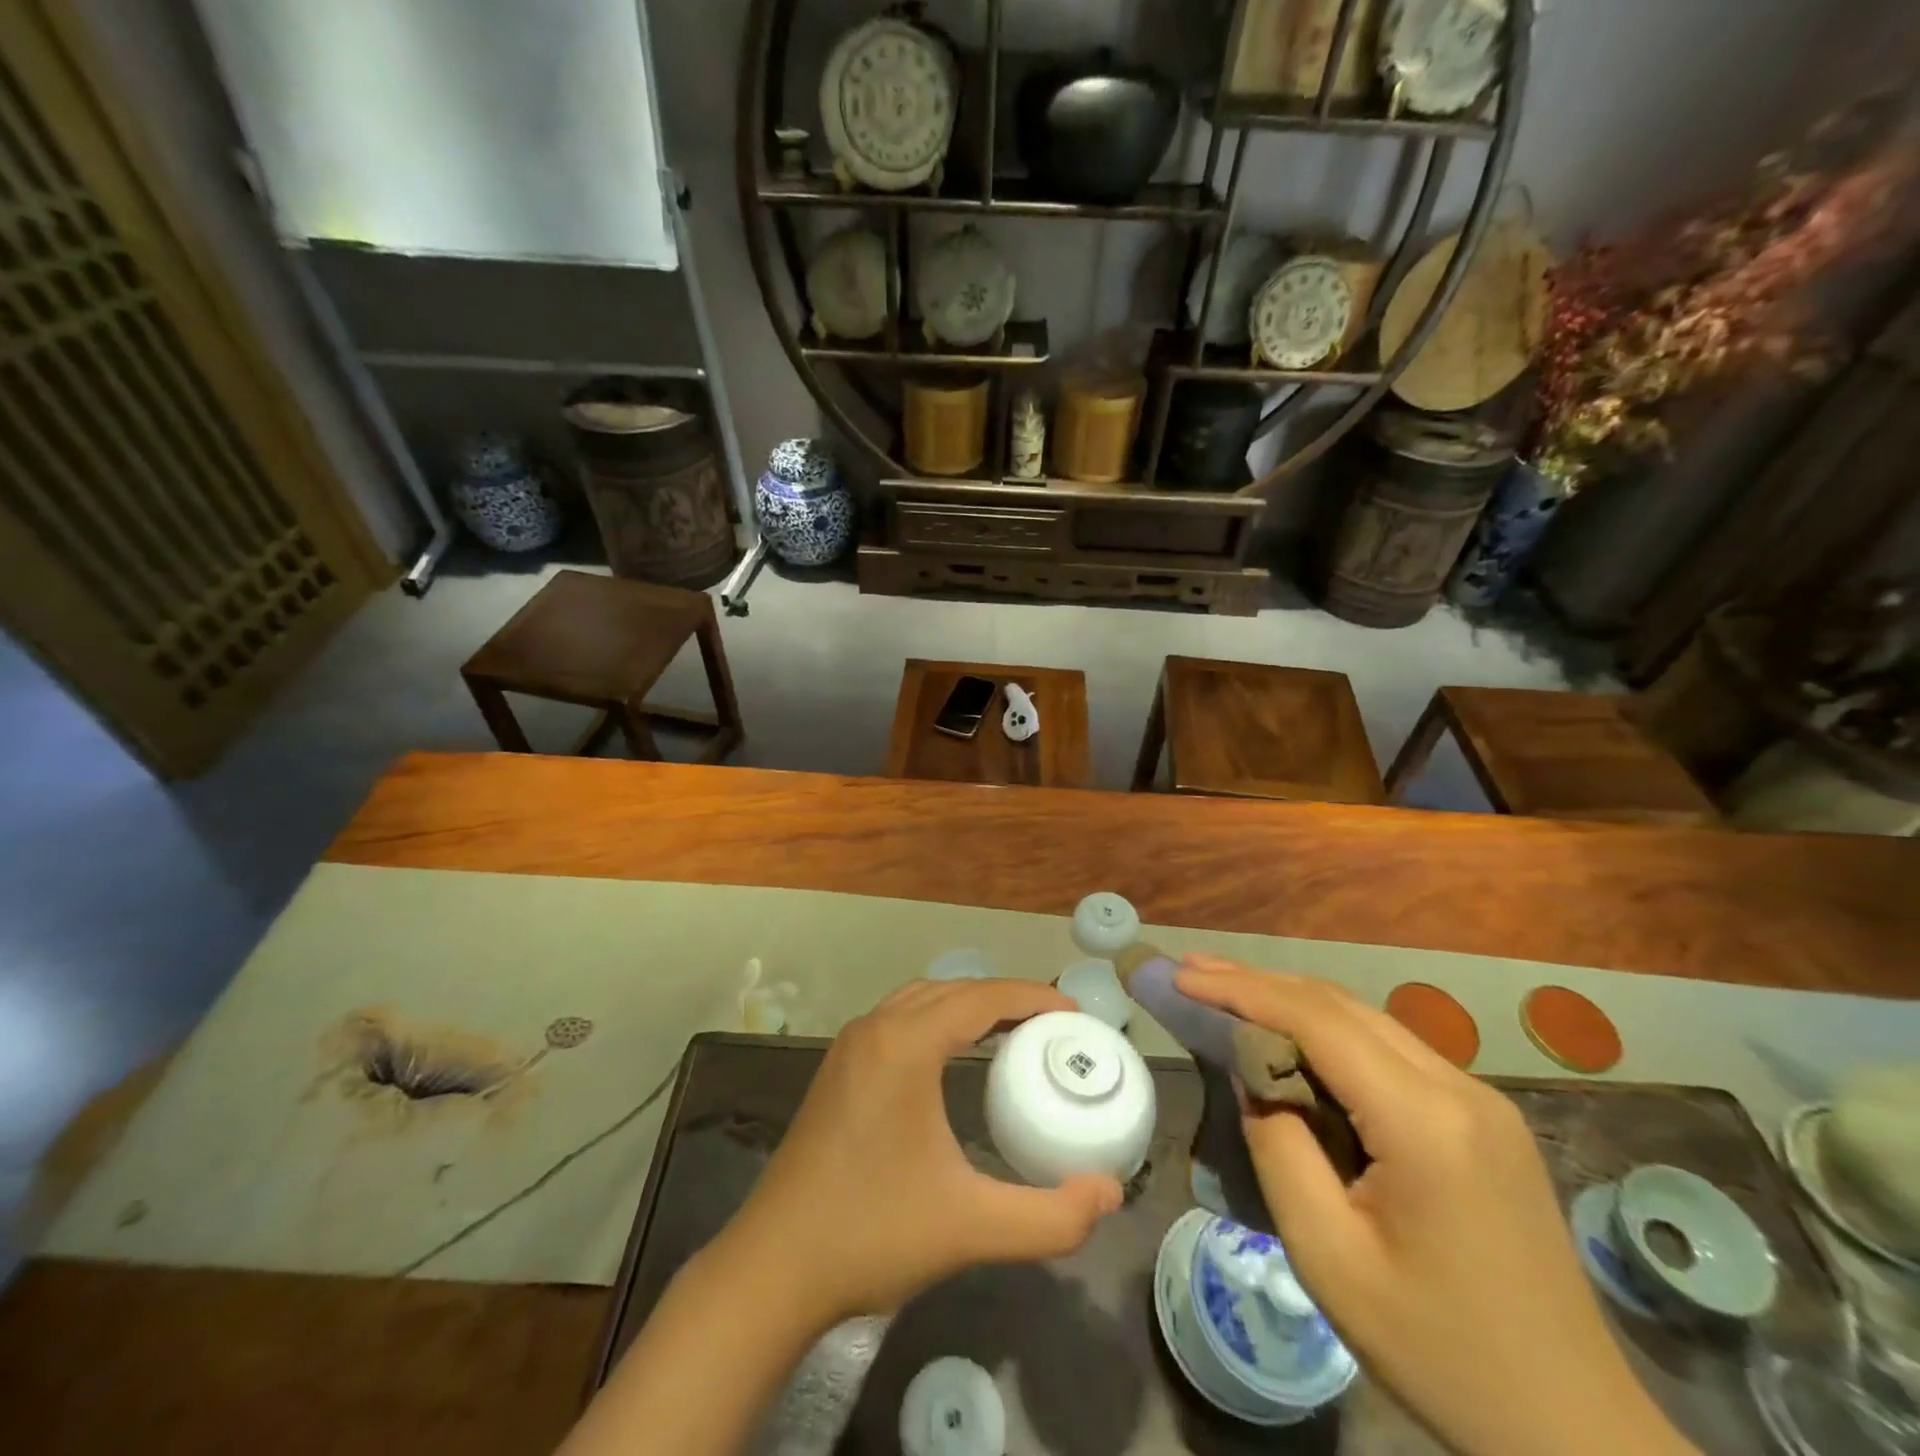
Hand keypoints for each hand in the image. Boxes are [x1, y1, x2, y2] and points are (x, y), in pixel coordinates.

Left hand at [724, 978, 1123, 1324]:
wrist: (773, 1269)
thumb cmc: (872, 1235)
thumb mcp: (972, 1228)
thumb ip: (1051, 1217)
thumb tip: (1110, 1193)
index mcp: (905, 1045)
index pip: (981, 997)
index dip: (1032, 996)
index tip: (1074, 1013)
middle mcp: (875, 1029)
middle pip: (953, 990)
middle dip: (1005, 998)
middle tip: (1052, 1026)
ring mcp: (850, 1046)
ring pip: (922, 999)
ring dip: (968, 1005)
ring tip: (1012, 1033)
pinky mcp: (838, 1069)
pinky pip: (900, 1019)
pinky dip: (937, 1019)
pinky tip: (954, 1055)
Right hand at [1177, 956, 1695, 1455]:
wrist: (1573, 1429)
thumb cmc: (1439, 1351)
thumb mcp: (1329, 1257)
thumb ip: (1279, 1148)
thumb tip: (1255, 1080)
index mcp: (1425, 1121)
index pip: (1316, 1021)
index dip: (1242, 989)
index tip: (1182, 976)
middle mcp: (1459, 1088)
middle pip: (1341, 1006)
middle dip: (1259, 981)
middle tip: (1192, 970)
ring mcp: (1480, 1099)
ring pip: (1367, 1020)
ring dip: (1293, 1001)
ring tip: (1228, 990)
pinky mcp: (1484, 1118)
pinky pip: (1390, 1050)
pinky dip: (1329, 1032)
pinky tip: (1294, 1040)